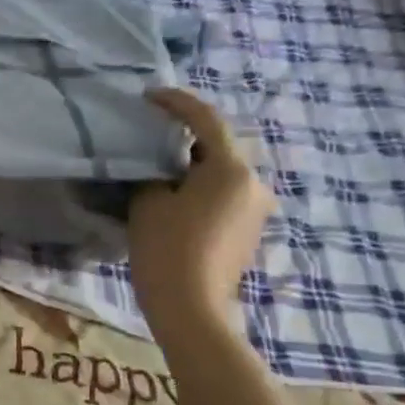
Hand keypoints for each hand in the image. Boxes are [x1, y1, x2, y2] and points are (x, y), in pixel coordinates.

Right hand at [127, 88, 273, 333]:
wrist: (191, 308)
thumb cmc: (167, 249)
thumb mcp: (148, 203)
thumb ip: (153, 174)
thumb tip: (157, 169)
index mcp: (232, 169)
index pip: (206, 121)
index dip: (177, 103)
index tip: (150, 96)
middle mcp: (255, 183)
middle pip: (217, 146)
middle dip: (184, 136)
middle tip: (148, 132)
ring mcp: (256, 208)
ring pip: (220, 172)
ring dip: (190, 164)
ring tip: (154, 165)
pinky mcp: (248, 229)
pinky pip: (222, 194)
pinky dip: (198, 187)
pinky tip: (171, 195)